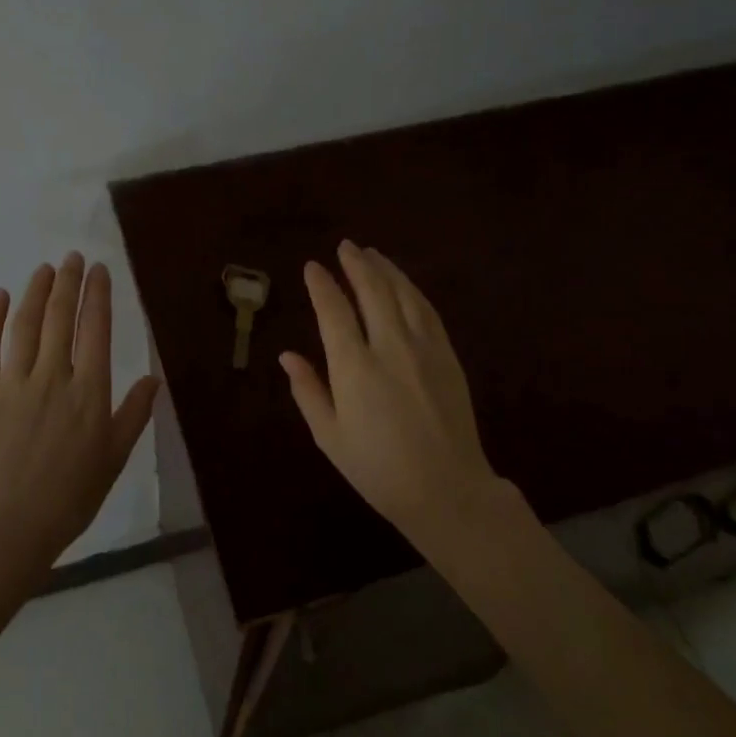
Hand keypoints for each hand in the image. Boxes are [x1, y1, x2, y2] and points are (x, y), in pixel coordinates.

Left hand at [0, 253, 159, 572]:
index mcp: (89, 392)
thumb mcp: (114, 458)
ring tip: (44, 269)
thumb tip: (154, 379)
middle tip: (72, 257)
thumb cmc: (69, 497)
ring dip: (36, 291)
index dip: (98, 295)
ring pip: (25, 325)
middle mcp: (53, 377)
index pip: (96, 329)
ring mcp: (12, 383)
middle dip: (69, 282)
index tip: (99, 270)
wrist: (8, 527)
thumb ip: (133, 415)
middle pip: (61, 317)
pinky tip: (0, 297)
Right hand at [280, 240, 505, 536]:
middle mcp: (389, 346)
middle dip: (356, 264)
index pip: (334, 310)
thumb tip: (288, 356)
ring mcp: (424, 348)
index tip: (313, 267)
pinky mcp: (447, 355)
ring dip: (386, 270)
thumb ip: (308, 391)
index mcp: (354, 367)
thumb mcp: (330, 436)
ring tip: (372, 254)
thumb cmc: (377, 468)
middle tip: (345, 247)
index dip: (322, 284)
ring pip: (403, 294)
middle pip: (372, 290)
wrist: (446, 489)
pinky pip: (427, 310)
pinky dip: (412, 290)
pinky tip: (404, 284)